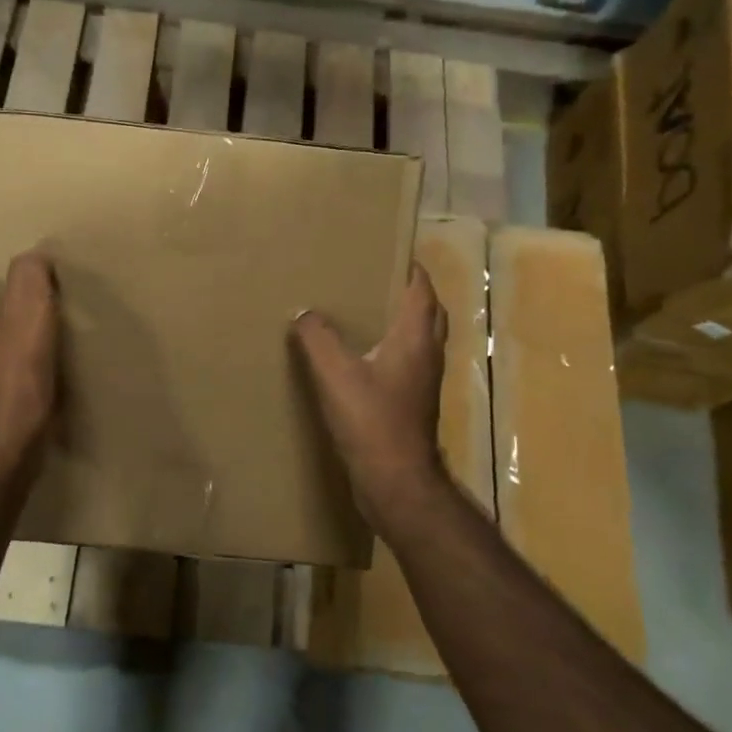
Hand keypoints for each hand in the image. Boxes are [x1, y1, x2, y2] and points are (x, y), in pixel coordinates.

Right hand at [292, 264, 446, 529]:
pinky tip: (361, 355)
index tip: (390, 249)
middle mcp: (427, 354)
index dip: (411, 267)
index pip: (422, 289)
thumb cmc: (372, 422)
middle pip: (427, 312)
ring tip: (366, 309)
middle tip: (376, 277)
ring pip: (419, 338)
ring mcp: (422, 381)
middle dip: (408, 291)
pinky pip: (406, 361)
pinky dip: (391, 347)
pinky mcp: (412, 403)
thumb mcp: (336, 374)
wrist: (396, 482)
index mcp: (416, 339)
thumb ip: (318, 337)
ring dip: (401, 319)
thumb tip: (304, 312)